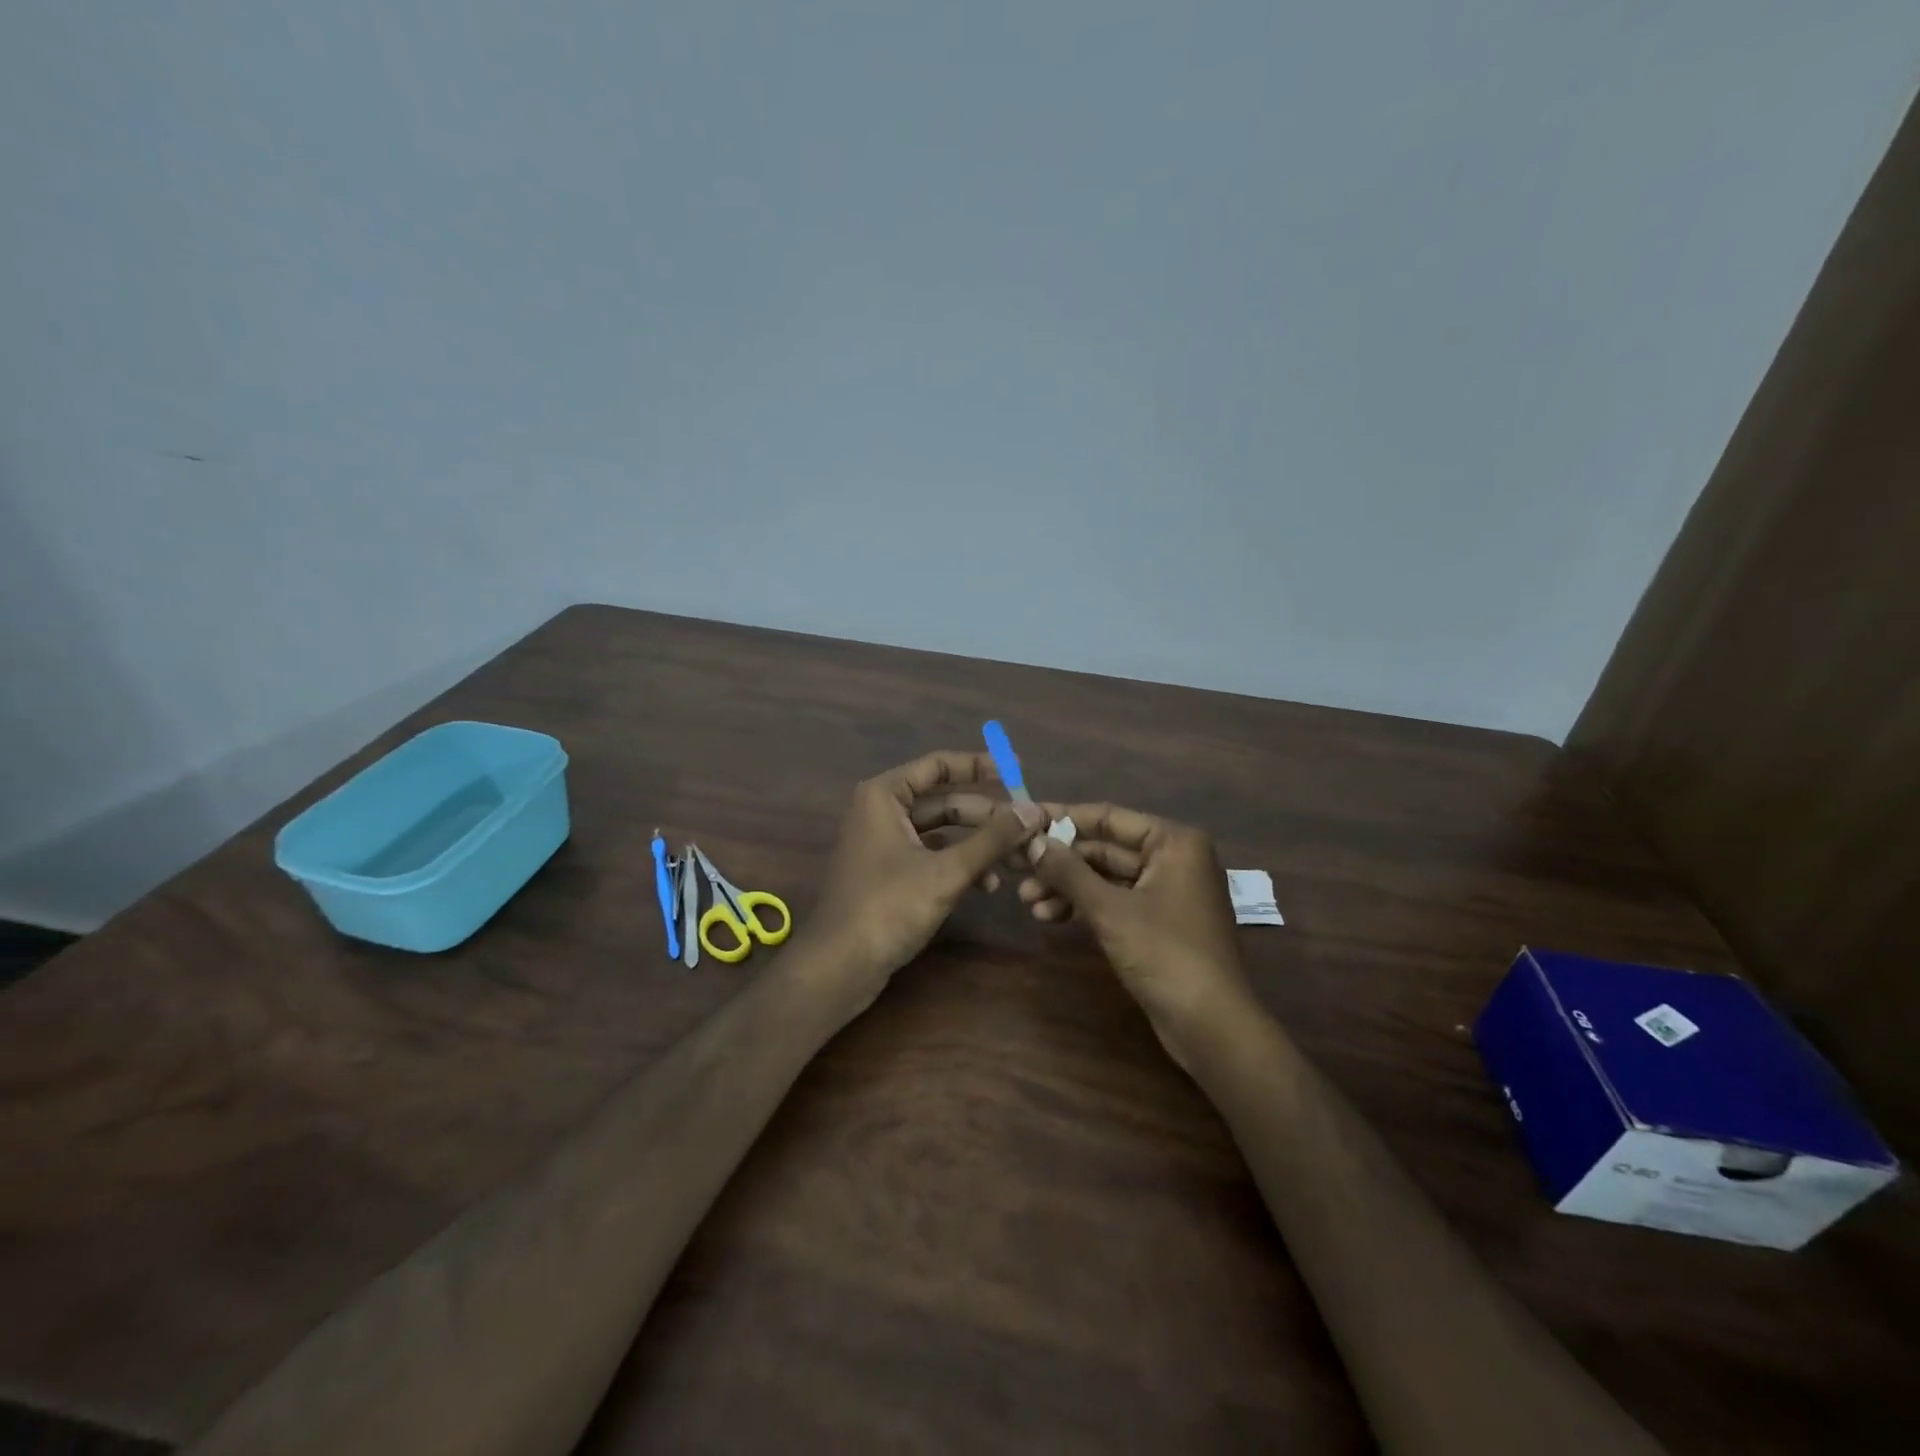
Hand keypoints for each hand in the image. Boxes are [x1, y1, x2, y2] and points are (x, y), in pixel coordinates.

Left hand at [801, 751, 1046, 1015]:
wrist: (839, 967)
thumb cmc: (888, 908)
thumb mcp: (947, 872)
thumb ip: (992, 839)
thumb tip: (1034, 810)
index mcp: (884, 796)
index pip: (938, 765)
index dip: (979, 765)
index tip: (1017, 771)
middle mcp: (881, 811)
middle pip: (944, 801)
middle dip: (987, 816)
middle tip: (1029, 826)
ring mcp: (884, 843)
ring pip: (941, 831)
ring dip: (978, 844)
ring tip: (1018, 860)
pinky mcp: (889, 873)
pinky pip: (932, 856)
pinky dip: (959, 865)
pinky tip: (989, 885)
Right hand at [1019, 803, 1256, 1067]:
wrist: (1211, 1025)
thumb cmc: (1166, 954)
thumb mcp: (1110, 909)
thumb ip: (1069, 872)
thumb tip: (1032, 842)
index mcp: (1173, 842)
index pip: (1108, 817)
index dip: (1063, 819)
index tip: (1024, 822)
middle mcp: (1173, 859)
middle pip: (1105, 848)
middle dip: (1061, 862)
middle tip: (1017, 869)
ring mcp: (1166, 892)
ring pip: (1106, 878)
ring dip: (1067, 887)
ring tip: (1026, 901)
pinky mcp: (1158, 923)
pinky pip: (1114, 901)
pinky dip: (1084, 906)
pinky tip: (1049, 916)